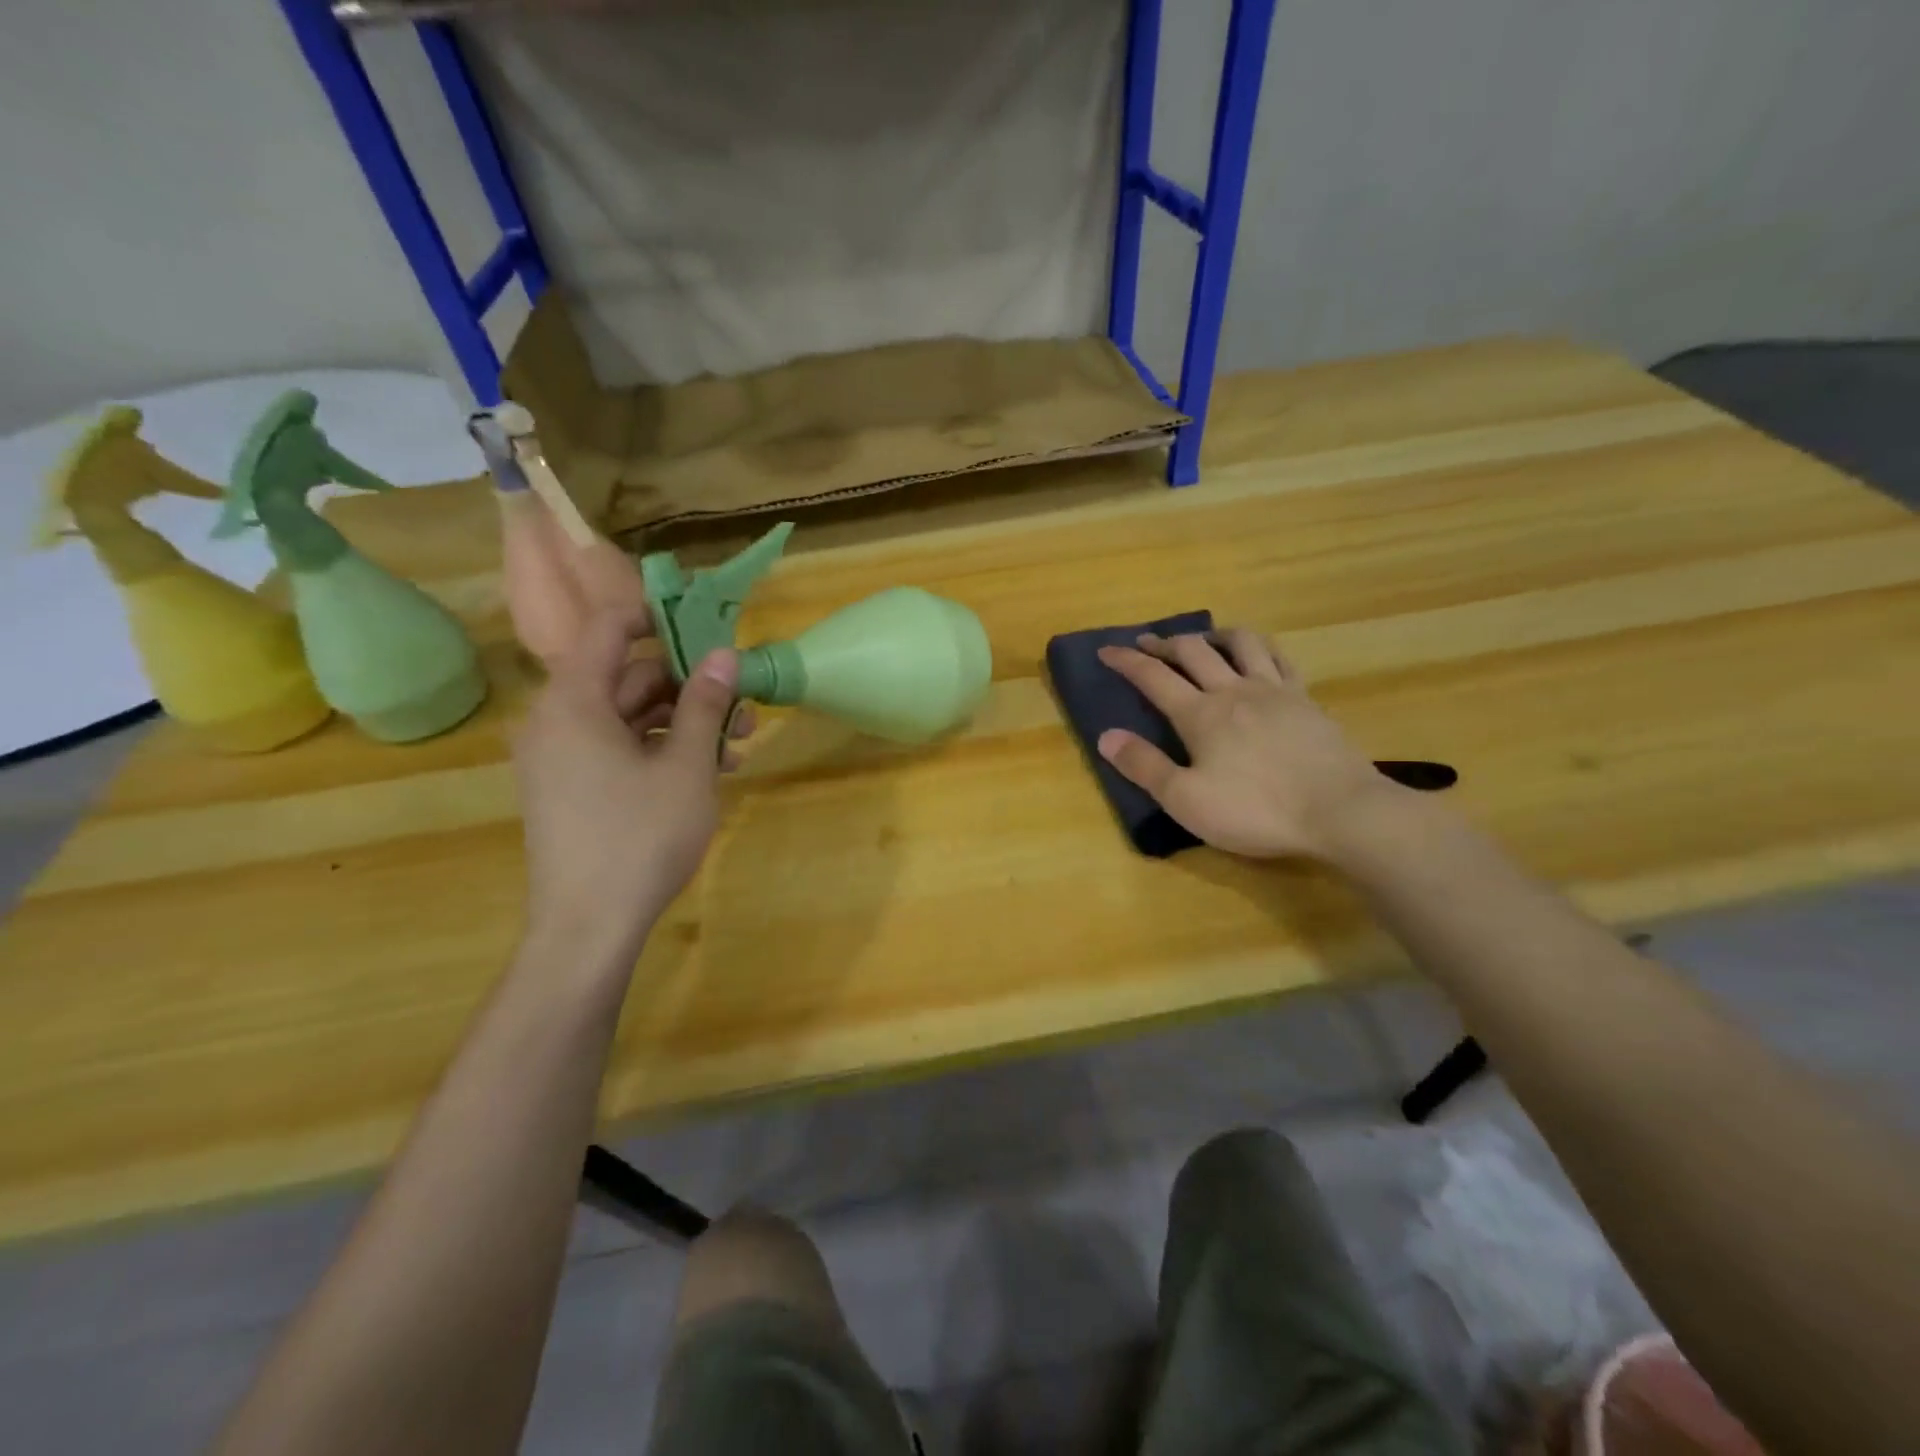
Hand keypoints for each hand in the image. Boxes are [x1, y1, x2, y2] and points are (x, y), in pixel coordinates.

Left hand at [513, 610, 749, 957]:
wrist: (588, 927)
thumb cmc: (640, 837)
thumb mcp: (687, 766)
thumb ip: (704, 703)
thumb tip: (722, 654)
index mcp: (574, 702)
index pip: (610, 629)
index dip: (659, 618)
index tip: (708, 626)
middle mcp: (557, 720)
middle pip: (627, 678)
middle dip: (689, 686)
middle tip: (743, 704)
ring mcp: (561, 758)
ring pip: (629, 718)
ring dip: (684, 723)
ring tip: (738, 746)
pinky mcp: (571, 789)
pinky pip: (618, 749)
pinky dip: (661, 751)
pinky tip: (708, 771)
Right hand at [1096, 629, 1400, 860]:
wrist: (1341, 811)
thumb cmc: (1256, 810)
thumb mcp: (1186, 800)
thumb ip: (1145, 766)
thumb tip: (1105, 736)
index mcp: (1200, 714)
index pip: (1154, 677)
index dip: (1126, 661)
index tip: (1106, 649)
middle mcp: (1234, 691)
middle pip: (1194, 651)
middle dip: (1164, 643)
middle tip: (1146, 642)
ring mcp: (1275, 691)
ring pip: (1241, 643)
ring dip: (1214, 635)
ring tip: (1204, 640)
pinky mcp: (1306, 700)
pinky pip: (1280, 659)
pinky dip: (1260, 649)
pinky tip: (1258, 656)